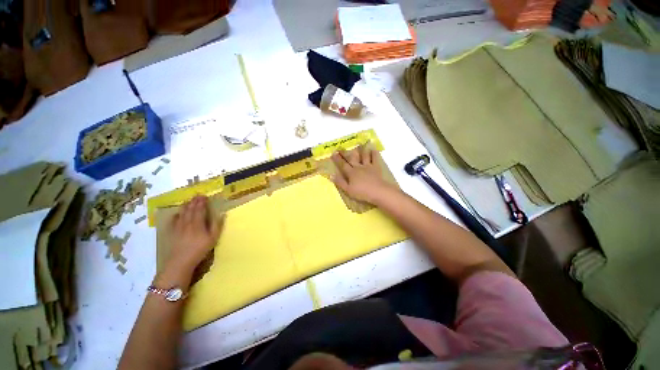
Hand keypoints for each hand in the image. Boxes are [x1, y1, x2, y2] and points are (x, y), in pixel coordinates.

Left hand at [163, 196, 222, 277]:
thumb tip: (222, 214)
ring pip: (182, 213)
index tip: (205, 196)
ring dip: (186, 205)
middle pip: (190, 209)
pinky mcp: (172, 232)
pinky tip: (177, 214)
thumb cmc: (200, 249)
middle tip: (197, 195)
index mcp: (198, 223)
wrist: (181, 261)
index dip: (202, 202)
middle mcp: (187, 222)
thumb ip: (217, 225)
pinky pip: (173, 221)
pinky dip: (176, 215)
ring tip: (188, 201)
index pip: (200, 209)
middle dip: (194, 201)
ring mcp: (178, 227)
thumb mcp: (213, 238)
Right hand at [331, 146, 395, 204]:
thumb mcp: (348, 190)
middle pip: (351, 158)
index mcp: (351, 173)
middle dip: (345, 153)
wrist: (377, 191)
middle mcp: (358, 167)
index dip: (337, 159)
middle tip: (341, 147)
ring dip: (361, 150)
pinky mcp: (376, 167)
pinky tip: (373, 149)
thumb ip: (340, 182)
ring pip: (364, 156)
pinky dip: (374, 153)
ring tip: (359, 144)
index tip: (333, 153)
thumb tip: (331, 175)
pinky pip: (375, 159)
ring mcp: (368, 166)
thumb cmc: (362, 192)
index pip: (343, 165)